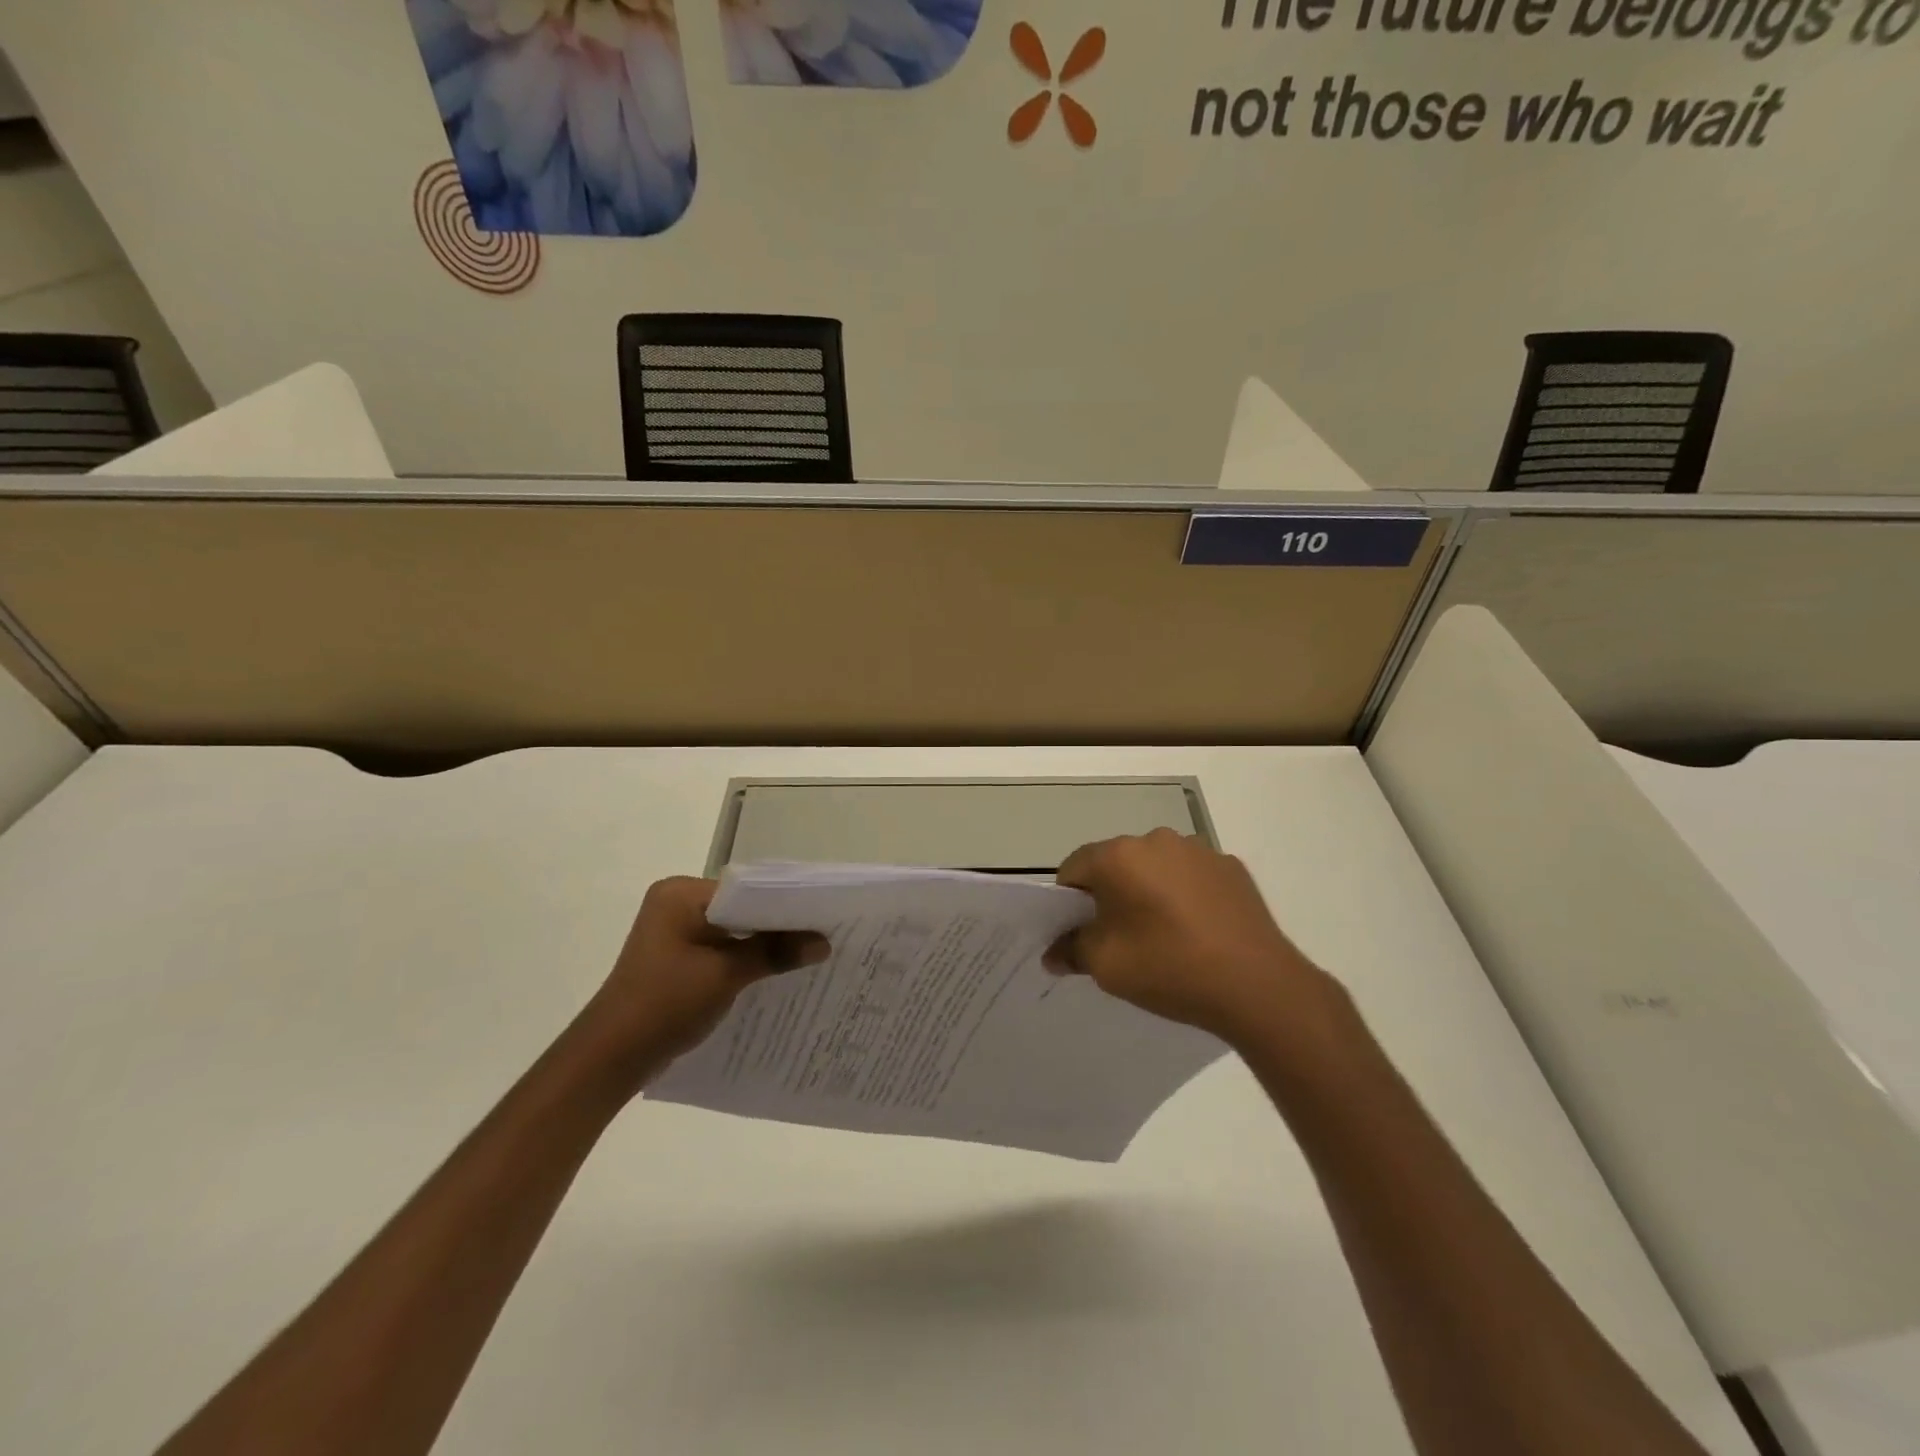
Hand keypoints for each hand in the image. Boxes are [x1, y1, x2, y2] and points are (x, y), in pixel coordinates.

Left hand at [582, 877, 829, 1073]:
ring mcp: (675, 932)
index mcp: (681, 894)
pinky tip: (775, 973)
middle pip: (741, 909)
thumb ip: (774, 952)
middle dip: (777, 926)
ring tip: (808, 953)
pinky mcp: (677, 958)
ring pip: (733, 931)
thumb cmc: (665, 1003)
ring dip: (763, 945)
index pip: (746, 889)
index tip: (822, 916)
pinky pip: (721, 949)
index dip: (784, 904)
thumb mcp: (725, 974)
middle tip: (823, 934)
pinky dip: (745, 959)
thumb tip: (824, 943)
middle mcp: (676, 904)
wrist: (611, 1057)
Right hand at [1049, 829, 1339, 1045]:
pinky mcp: (1230, 866)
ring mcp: (1198, 850)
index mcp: (1118, 856)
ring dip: (1148, 891)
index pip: (1073, 868)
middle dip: (1110, 895)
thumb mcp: (1106, 966)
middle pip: (1115, 864)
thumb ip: (1071, 951)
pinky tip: (1197, 931)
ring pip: (1155, 867)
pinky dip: (1184, 895)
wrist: (1258, 985)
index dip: (1068, 902)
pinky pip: (1190, 876)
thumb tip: (1054, 952)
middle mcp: (1156, 839)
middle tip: (1119, 938)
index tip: (1079, 933)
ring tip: (1164, 936)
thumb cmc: (1169, 967)